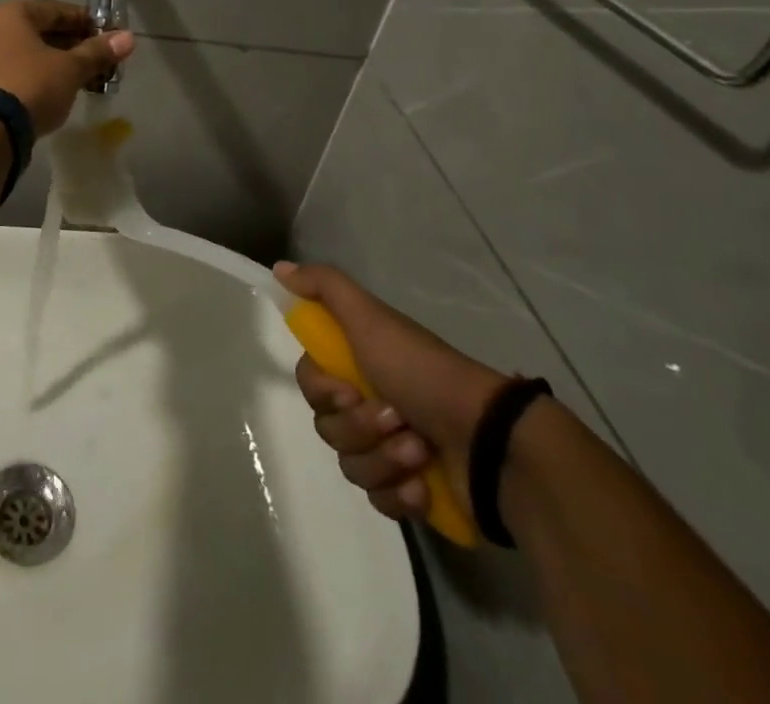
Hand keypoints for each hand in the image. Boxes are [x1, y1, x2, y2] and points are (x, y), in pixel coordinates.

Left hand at [0, 0, 135, 134]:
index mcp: (12, 14)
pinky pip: (18, 73)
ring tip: (86, 80)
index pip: (58, 10)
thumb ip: (98, 52)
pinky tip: (60, 93)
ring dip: (59, 64)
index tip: (110, 37)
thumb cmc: (32, 85)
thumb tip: (128, 38)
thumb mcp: (71, 68)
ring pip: (31, 55)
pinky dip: (40, 78)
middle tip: (102, 62)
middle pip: (43, 32)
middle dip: (75, 46)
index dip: (87, 22)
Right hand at [276, 261, 508, 524]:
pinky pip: (379, 501)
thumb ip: (324, 287)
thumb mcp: (371, 318)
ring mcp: (390, 450)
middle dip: (360, 427)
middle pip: (328, 427)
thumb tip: (279, 267)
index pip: (310, 383)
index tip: (349, 390)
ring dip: (385, 459)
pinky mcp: (410, 492)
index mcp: (358, 363)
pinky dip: (400, 493)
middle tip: (396, 417)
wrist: (490, 441)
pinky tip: (424, 485)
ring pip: (352, 466)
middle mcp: (369, 402)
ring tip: (420, 449)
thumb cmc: (423, 372)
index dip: (322, 391)